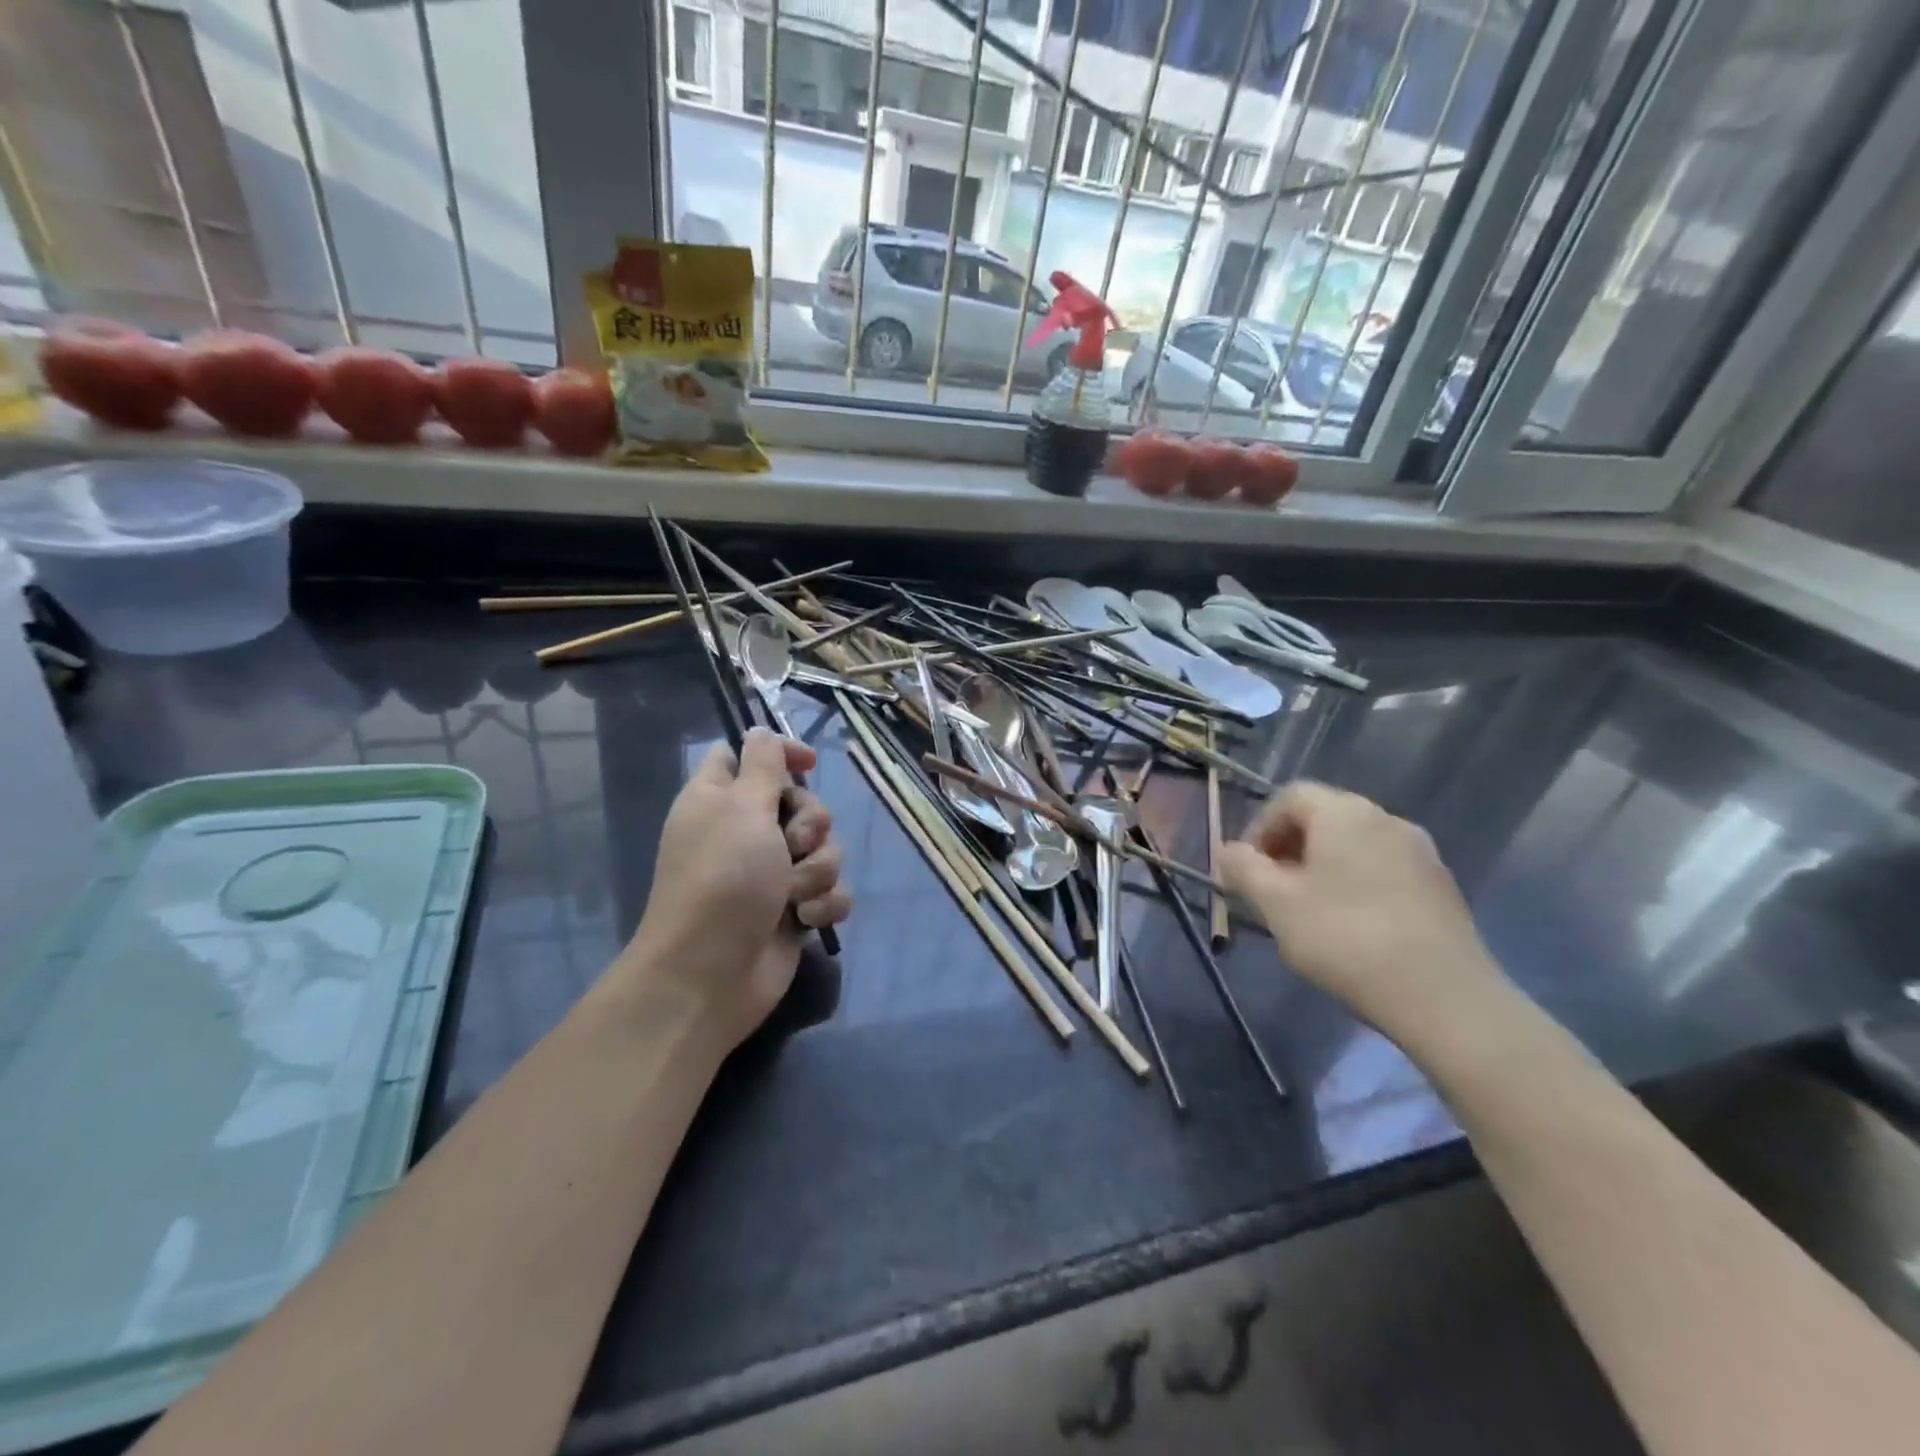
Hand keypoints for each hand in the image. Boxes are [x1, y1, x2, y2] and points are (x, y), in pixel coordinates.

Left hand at [622, 729, 851, 1049]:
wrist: (711, 974)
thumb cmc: (723, 879)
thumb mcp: (741, 808)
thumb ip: (761, 765)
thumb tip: (758, 732)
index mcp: (720, 799)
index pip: (748, 757)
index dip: (780, 754)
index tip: (808, 765)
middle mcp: (745, 832)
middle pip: (801, 803)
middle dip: (810, 824)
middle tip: (791, 844)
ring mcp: (771, 874)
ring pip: (824, 848)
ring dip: (817, 870)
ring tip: (793, 894)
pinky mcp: (794, 910)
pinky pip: (831, 890)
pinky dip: (823, 904)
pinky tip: (805, 920)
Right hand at [1219, 782, 1506, 1042]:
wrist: (1445, 998)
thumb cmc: (1346, 939)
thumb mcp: (1276, 904)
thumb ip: (1243, 869)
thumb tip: (1228, 851)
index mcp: (1344, 813)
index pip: (1289, 798)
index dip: (1259, 828)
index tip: (1246, 870)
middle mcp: (1385, 819)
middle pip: (1323, 818)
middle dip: (1289, 849)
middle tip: (1272, 892)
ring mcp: (1420, 852)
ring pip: (1353, 846)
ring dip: (1321, 868)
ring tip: (1308, 913)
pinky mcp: (1441, 886)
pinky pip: (1383, 870)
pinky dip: (1356, 884)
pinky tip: (1351, 928)